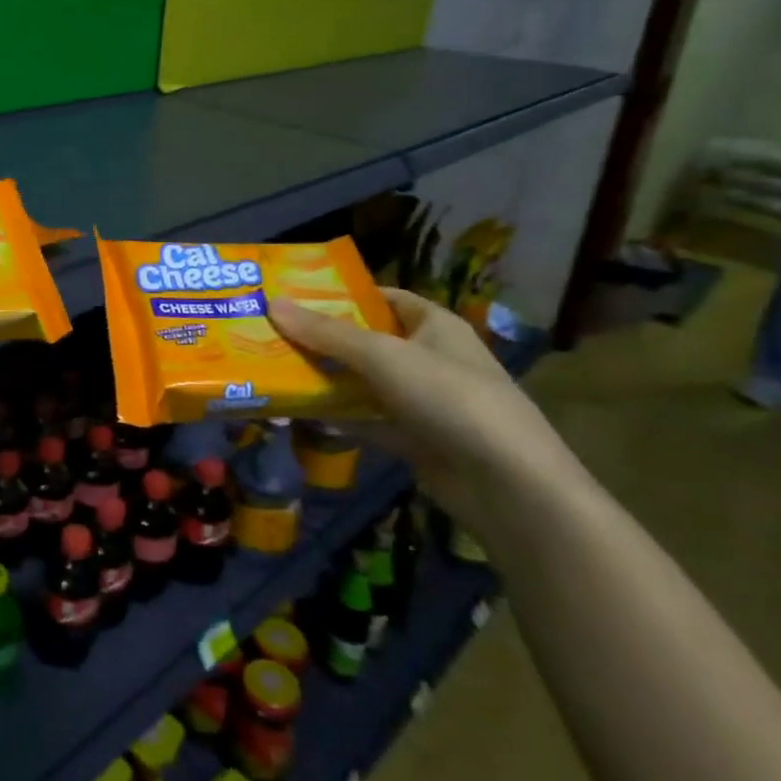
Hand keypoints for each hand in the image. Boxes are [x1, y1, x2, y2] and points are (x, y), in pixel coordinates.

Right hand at [269, 288, 575, 524]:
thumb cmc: (449, 398)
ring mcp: (424, 402)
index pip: (384, 298)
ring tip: (275, 368)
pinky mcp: (416, 440)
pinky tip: (300, 413)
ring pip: (365, 382)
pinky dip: (339, 417)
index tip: (295, 294)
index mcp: (434, 325)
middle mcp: (430, 358)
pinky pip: (368, 420)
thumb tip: (271, 303)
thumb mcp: (382, 356)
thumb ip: (326, 333)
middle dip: (324, 338)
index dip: (343, 294)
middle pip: (368, 340)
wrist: (509, 486)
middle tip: (271, 331)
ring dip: (328, 379)